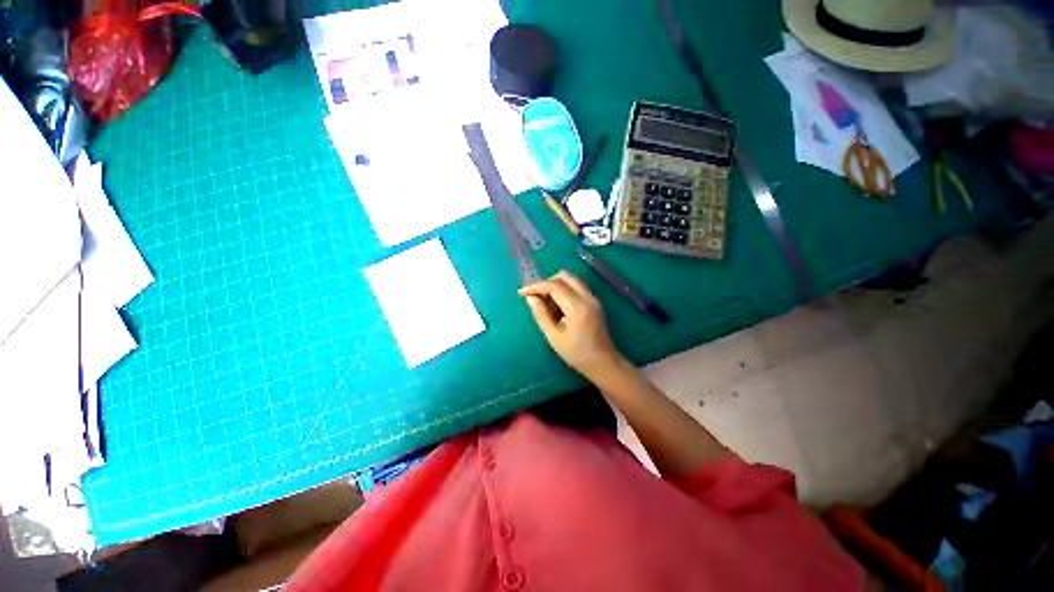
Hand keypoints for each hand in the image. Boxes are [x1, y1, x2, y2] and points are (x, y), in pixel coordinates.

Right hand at [519, 271, 623, 380]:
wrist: (603, 363)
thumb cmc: (577, 354)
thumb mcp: (554, 337)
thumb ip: (541, 314)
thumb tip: (530, 297)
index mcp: (577, 307)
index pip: (554, 286)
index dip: (536, 286)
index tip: (522, 292)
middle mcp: (588, 297)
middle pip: (565, 276)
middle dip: (547, 283)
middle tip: (536, 297)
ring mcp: (593, 298)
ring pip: (572, 280)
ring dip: (556, 286)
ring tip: (547, 304)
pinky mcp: (595, 301)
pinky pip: (577, 287)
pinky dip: (565, 290)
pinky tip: (558, 307)